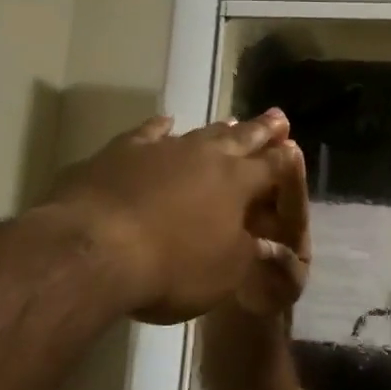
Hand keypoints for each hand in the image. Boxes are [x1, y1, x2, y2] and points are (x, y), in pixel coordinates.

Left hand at [43, 110, 294, 324]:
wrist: (96, 248)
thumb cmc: (172, 267)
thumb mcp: (225, 273)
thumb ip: (249, 253)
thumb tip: (269, 245)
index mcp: (237, 183)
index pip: (271, 167)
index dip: (285, 160)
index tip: (294, 148)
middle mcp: (205, 157)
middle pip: (240, 138)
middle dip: (261, 130)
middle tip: (277, 116)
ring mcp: (162, 149)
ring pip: (199, 132)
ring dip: (218, 128)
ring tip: (233, 120)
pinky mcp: (121, 152)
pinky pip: (148, 133)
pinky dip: (160, 127)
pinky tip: (166, 121)